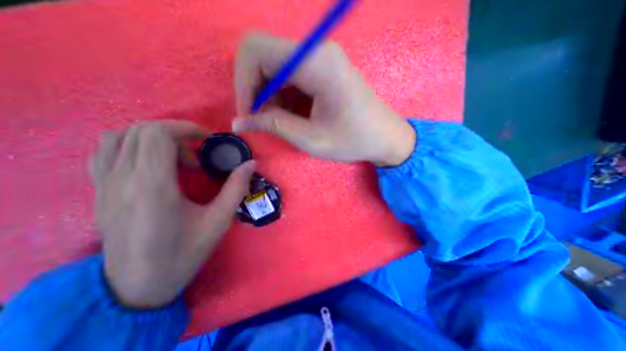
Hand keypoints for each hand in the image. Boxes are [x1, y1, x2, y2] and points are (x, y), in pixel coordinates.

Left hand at [89, 122, 254, 308]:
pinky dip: (132, 145)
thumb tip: (251, 164)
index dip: (186, 128)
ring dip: (154, 138)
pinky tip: (152, 163)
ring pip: (119, 136)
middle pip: (140, 130)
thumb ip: (236, 188)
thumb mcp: (219, 221)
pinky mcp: (98, 192)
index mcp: (152, 187)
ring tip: (176, 157)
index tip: (208, 140)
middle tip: (197, 154)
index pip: (158, 134)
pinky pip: (106, 152)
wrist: (138, 286)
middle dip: (176, 133)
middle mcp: (122, 180)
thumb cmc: (184, 253)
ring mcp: (104, 185)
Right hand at [234, 32, 414, 165]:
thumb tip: (239, 121)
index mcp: (316, 63)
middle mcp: (316, 51)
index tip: (247, 114)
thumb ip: (273, 125)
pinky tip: (291, 114)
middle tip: (262, 119)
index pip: (256, 51)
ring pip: (274, 66)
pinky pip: (288, 75)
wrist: (384, 136)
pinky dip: (281, 95)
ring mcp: (320, 57)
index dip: (243, 83)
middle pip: (263, 55)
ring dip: (268, 95)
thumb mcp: (311, 139)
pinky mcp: (322, 68)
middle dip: (254, 89)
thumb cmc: (353, 140)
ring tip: (280, 121)